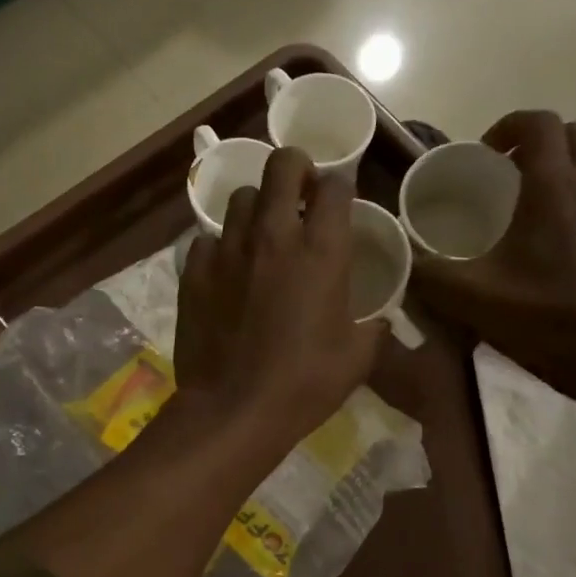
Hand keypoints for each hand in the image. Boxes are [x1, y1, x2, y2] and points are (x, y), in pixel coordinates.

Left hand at [174, 147, 386, 450]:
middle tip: (299, 195)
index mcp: (322, 251)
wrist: (234, 410)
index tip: (337, 205)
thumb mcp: (357, 359)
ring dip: (256, 208)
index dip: (338, 188)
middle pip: (282, 166)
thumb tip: (380, 321)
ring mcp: (228, 250)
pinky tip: (226, 271)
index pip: (334, 186)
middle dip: (295, 169)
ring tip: (260, 235)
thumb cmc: (304, 385)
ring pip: (240, 198)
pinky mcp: (194, 271)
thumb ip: (374, 329)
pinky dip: (220, 247)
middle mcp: (273, 236)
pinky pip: (207, 239)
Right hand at [414, 111, 575, 415]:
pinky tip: (551, 246)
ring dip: (558, 171)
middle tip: (502, 177)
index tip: (481, 157)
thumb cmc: (545, 319)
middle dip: (535, 144)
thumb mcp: (471, 299)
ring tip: (524, 210)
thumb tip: (397, 256)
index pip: (538, 123)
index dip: (506, 127)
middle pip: (571, 136)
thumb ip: (427, 273)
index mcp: (554, 187)